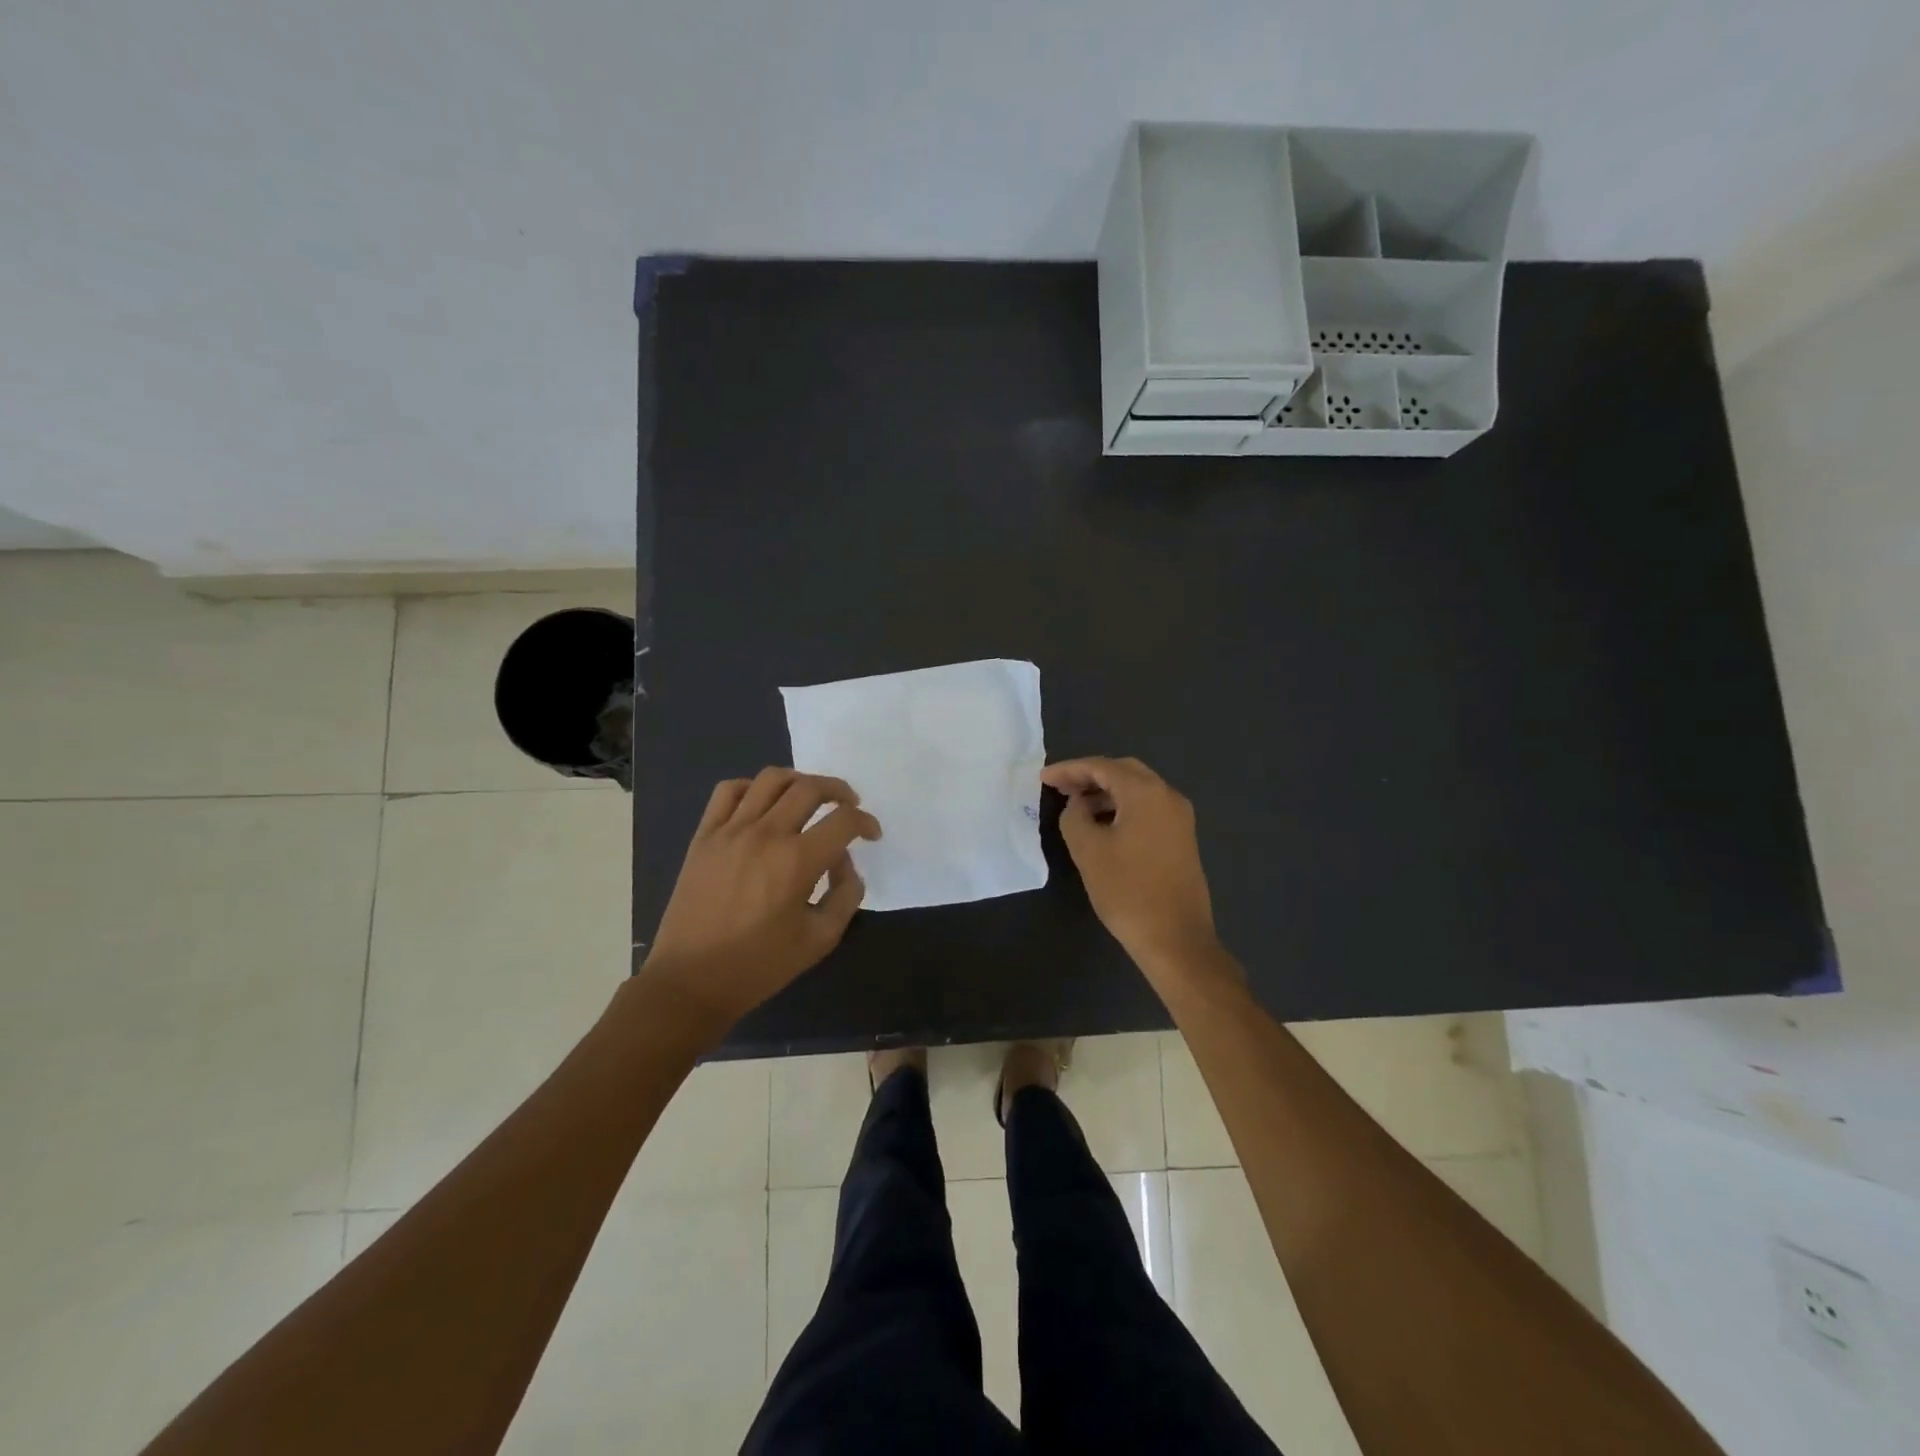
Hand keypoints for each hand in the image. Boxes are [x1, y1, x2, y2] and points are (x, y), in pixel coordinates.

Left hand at [638, 768, 880, 1031]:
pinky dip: (752, 787)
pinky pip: (728, 791)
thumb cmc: (759, 966)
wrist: (691, 981)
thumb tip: (844, 862)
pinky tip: (762, 804)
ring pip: (771, 779)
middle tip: (848, 805)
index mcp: (797, 862)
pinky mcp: (704, 836)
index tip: (871, 834)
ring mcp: (730, 831)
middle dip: (839, 791)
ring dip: (799, 780)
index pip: (843, 820)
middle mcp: (766, 835)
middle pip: (810, 788)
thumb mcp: (820, 940)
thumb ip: (845, 895)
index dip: (866, 822)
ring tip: (809, 796)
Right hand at [1041, 756, 1220, 974]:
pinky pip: (1148, 808)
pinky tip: (1102, 824)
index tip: (1043, 778)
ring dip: (1106, 792)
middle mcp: (1168, 796)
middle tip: (1060, 787)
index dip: (1069, 769)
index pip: (1101, 767)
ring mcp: (1179, 817)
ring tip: (1076, 806)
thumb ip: (1074, 817)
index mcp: (1146, 793)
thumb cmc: (1127, 891)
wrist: (1175, 938)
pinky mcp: (1181, 838)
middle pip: (1124, 771)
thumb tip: (1077, 805)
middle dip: (1089, 775)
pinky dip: (1122, 807)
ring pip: (1138, 790)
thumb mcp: (1088, 850)